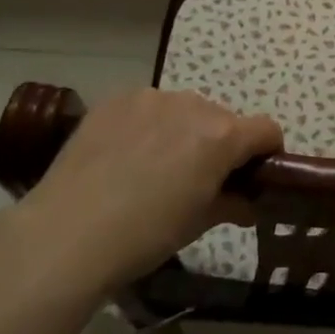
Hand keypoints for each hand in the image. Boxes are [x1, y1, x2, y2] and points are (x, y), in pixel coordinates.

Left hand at [17, 89, 280, 292]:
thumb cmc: (145, 235)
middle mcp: (193, 105)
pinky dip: (147, 125)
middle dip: (219, 144)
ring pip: (184, 110)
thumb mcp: (198, 223)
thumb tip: (247, 203)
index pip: (266, 130)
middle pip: (223, 119)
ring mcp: (151, 98)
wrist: (67, 234)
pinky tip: (124, 156)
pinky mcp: (115, 99)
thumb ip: (232, 203)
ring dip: (183, 131)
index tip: (253, 176)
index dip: (267, 153)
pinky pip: (147, 107)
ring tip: (154, 167)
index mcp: (222, 136)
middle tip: (197, 179)